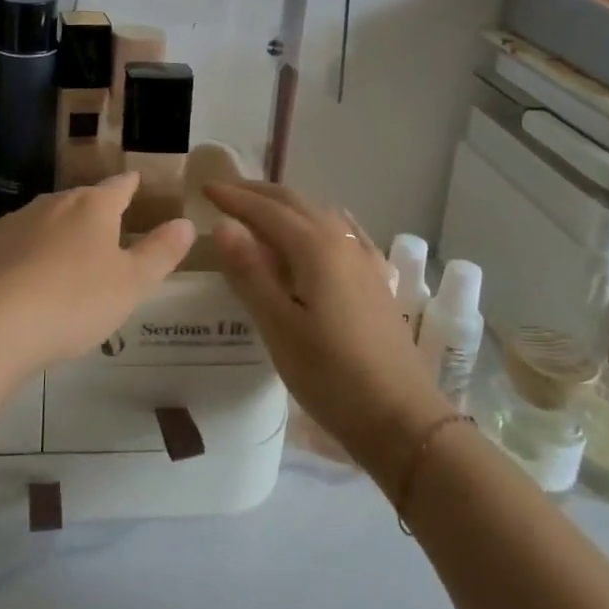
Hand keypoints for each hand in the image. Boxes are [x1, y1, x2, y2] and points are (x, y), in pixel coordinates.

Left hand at [0, 173, 195, 376]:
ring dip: (62, 232)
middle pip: (81, 200)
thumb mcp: (132, 283)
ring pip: (48, 219)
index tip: (136, 181)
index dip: (130, 185)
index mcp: (92, 206)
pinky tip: (32, 277)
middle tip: (109, 230)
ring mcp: (17, 222)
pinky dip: (32, 253)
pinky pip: (20, 242)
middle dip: (96, 211)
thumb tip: (186, 223)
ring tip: (71, 256)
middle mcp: (54, 203)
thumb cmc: (74, 300)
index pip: (119, 186)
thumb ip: (160, 252)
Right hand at [206, 181, 447, 477]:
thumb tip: (223, 225)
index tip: (205, 188)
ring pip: (319, 214)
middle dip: (257, 193)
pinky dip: (318, 221)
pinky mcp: (376, 280)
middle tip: (224, 192)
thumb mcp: (279, 327)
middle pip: (295, 203)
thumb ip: (250, 272)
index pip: (266, 210)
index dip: (234, 198)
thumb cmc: (332, 376)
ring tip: (259, 210)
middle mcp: (342, 242)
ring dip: (285, 205)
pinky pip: (343, 233)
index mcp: (315, 248)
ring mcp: (364, 260)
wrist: (403, 420)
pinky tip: (322, 228)